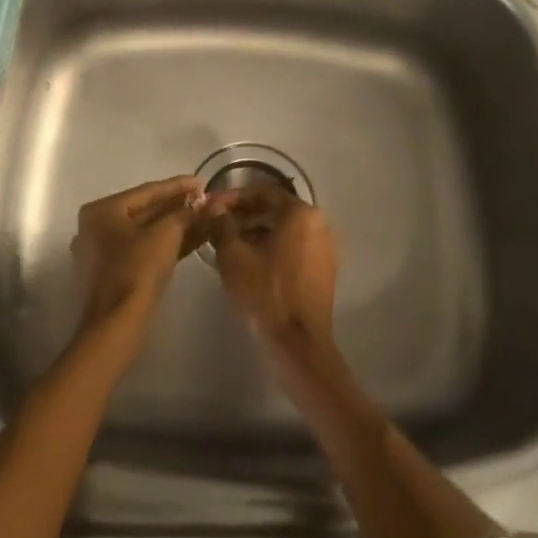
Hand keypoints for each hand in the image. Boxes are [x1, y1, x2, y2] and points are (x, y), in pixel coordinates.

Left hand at [70, 176, 205, 333]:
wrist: (117, 323)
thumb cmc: (137, 269)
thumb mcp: (166, 234)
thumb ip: (184, 214)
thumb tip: (202, 205)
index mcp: (101, 210)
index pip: (146, 191)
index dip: (177, 186)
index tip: (201, 181)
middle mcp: (96, 227)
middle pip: (144, 211)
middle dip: (177, 207)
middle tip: (203, 200)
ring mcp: (101, 252)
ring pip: (145, 232)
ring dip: (174, 226)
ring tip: (203, 218)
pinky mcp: (111, 273)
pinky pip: (142, 249)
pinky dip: (165, 244)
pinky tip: (192, 239)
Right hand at [210, 184, 338, 364]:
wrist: (298, 345)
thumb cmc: (265, 294)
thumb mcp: (234, 257)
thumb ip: (222, 225)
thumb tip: (214, 208)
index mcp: (300, 213)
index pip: (263, 192)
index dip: (234, 197)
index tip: (212, 205)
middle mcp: (319, 223)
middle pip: (276, 209)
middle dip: (245, 214)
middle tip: (218, 223)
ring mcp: (325, 247)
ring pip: (285, 229)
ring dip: (257, 231)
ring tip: (229, 243)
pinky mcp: (324, 269)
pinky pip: (295, 247)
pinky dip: (273, 247)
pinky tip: (250, 261)